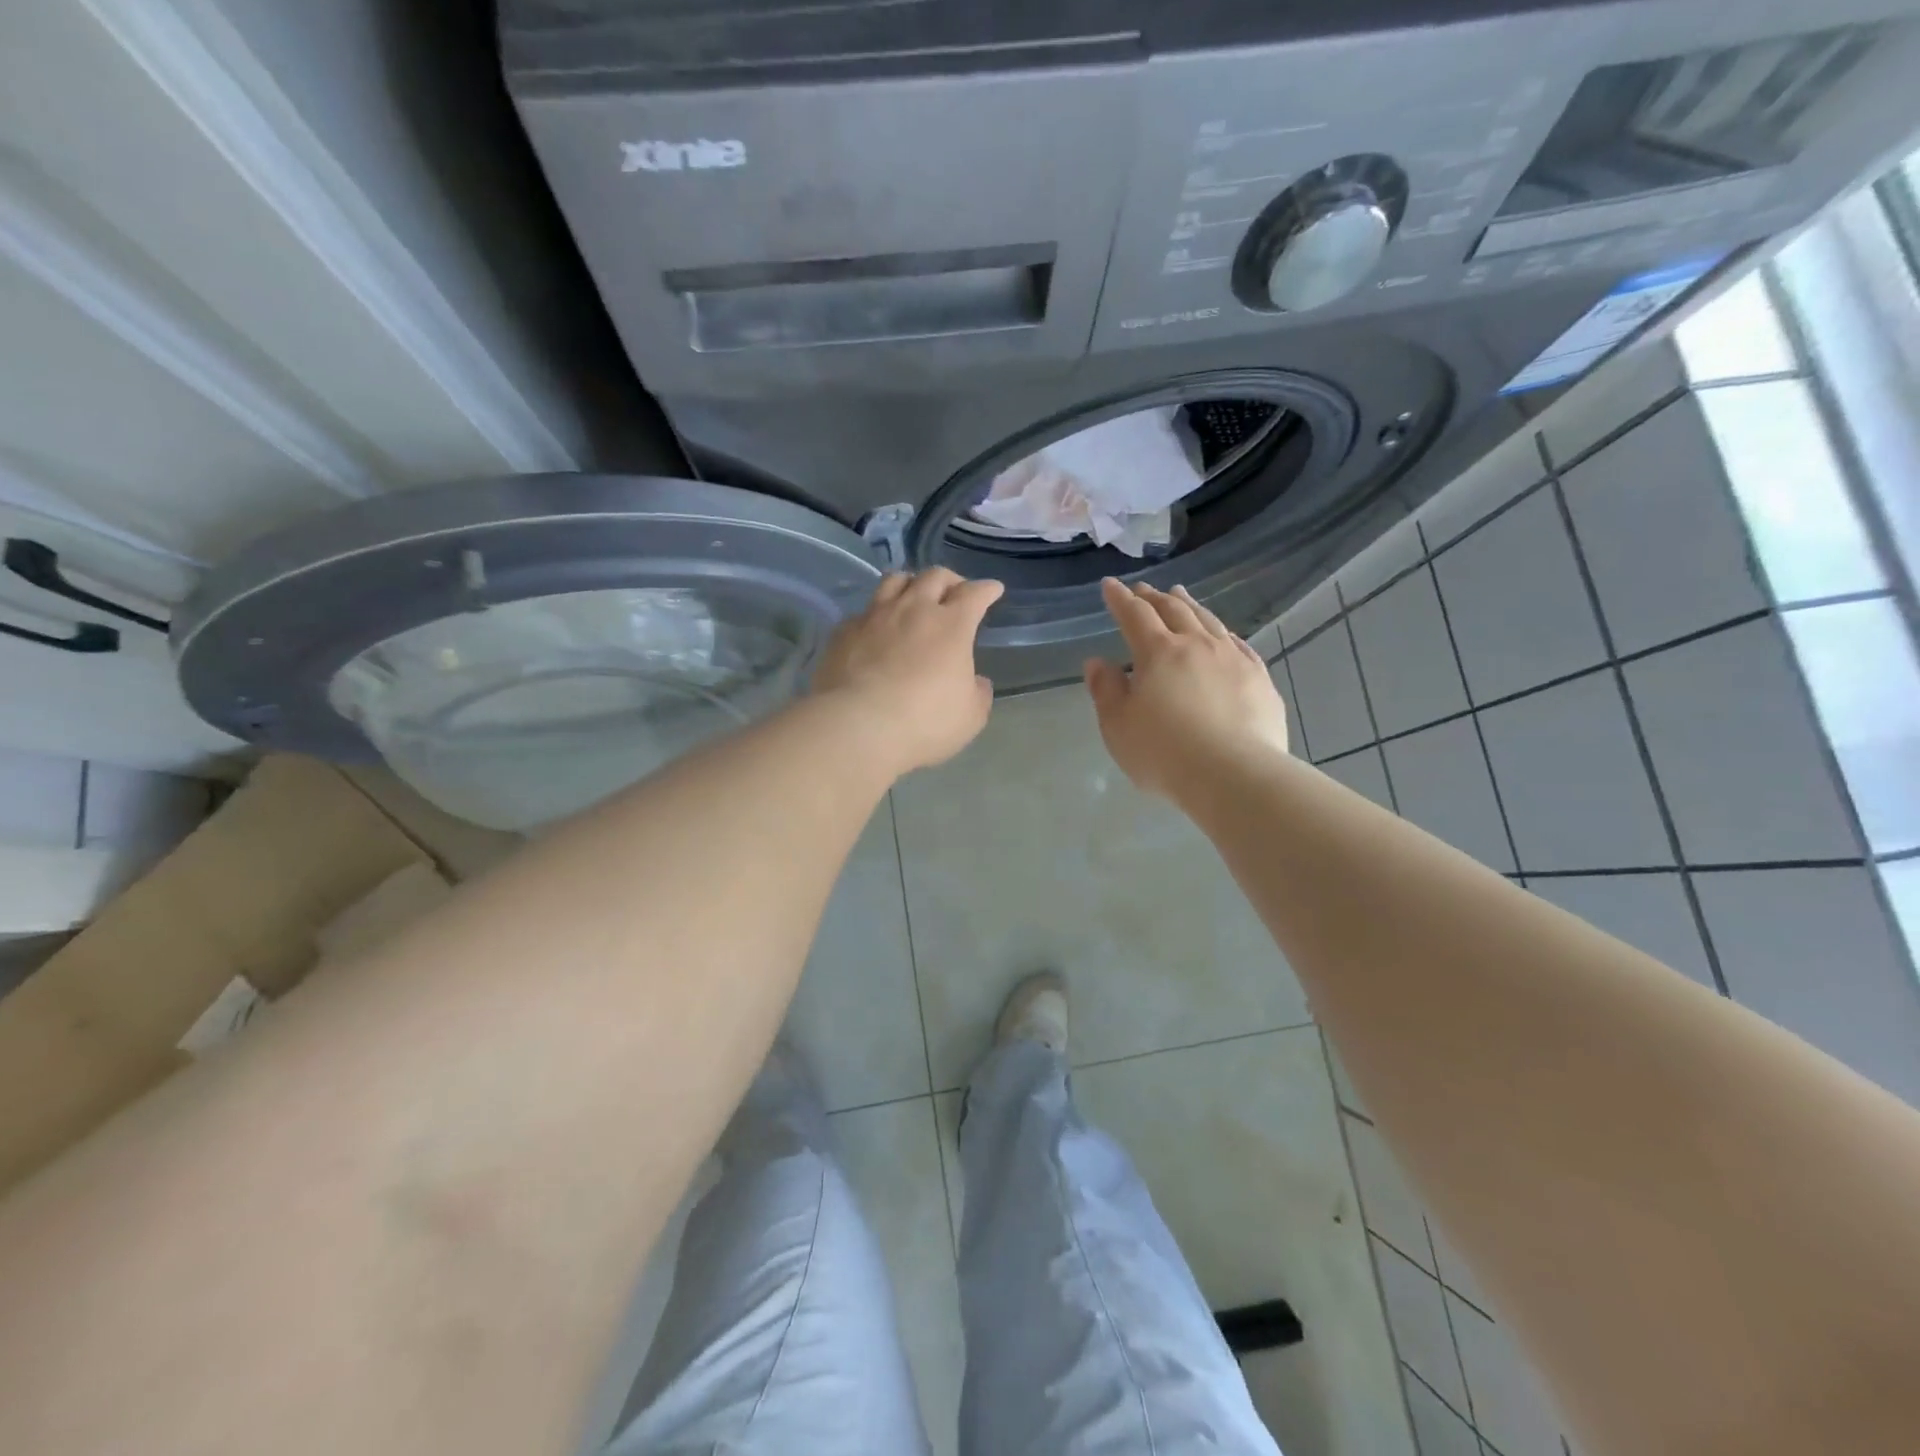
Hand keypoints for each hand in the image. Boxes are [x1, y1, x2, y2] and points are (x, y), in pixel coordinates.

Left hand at [812, 568, 1004, 775]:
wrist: (858, 726)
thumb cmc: (924, 722)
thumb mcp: (970, 716)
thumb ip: (977, 693)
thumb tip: (976, 681)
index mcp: (951, 625)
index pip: (974, 594)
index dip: (986, 589)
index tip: (993, 590)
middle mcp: (914, 609)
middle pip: (934, 576)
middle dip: (950, 580)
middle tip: (955, 591)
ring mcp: (875, 616)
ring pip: (894, 581)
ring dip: (910, 584)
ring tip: (913, 596)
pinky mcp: (844, 631)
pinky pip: (864, 611)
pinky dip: (876, 615)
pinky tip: (876, 630)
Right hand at [1084, 578, 1289, 802]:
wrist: (1234, 775)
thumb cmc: (1164, 753)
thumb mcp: (1118, 727)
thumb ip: (1106, 691)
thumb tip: (1097, 662)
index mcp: (1158, 653)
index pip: (1134, 615)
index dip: (1120, 599)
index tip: (1110, 585)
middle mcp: (1197, 645)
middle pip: (1174, 610)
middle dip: (1154, 597)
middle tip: (1143, 589)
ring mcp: (1233, 659)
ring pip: (1208, 621)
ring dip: (1190, 605)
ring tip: (1180, 594)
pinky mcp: (1259, 679)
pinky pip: (1239, 644)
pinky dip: (1223, 633)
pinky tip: (1223, 634)